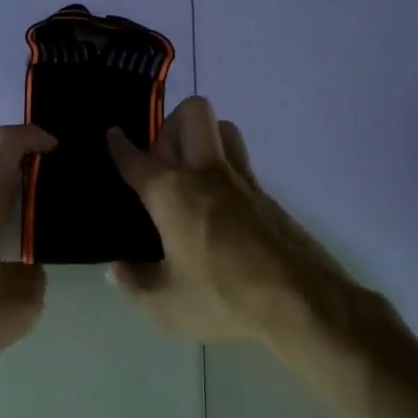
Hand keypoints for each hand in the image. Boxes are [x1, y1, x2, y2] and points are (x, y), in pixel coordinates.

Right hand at [106, 97, 367, 358]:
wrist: (304, 304)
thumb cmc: (224, 298)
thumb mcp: (165, 303)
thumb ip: (135, 282)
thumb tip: (117, 270)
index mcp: (173, 193)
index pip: (136, 158)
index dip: (119, 145)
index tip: (113, 134)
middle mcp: (207, 174)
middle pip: (193, 113)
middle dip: (171, 124)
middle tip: (160, 161)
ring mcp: (244, 182)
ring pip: (225, 129)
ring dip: (203, 139)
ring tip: (188, 175)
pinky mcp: (269, 199)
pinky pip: (241, 164)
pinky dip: (223, 171)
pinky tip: (216, 209)